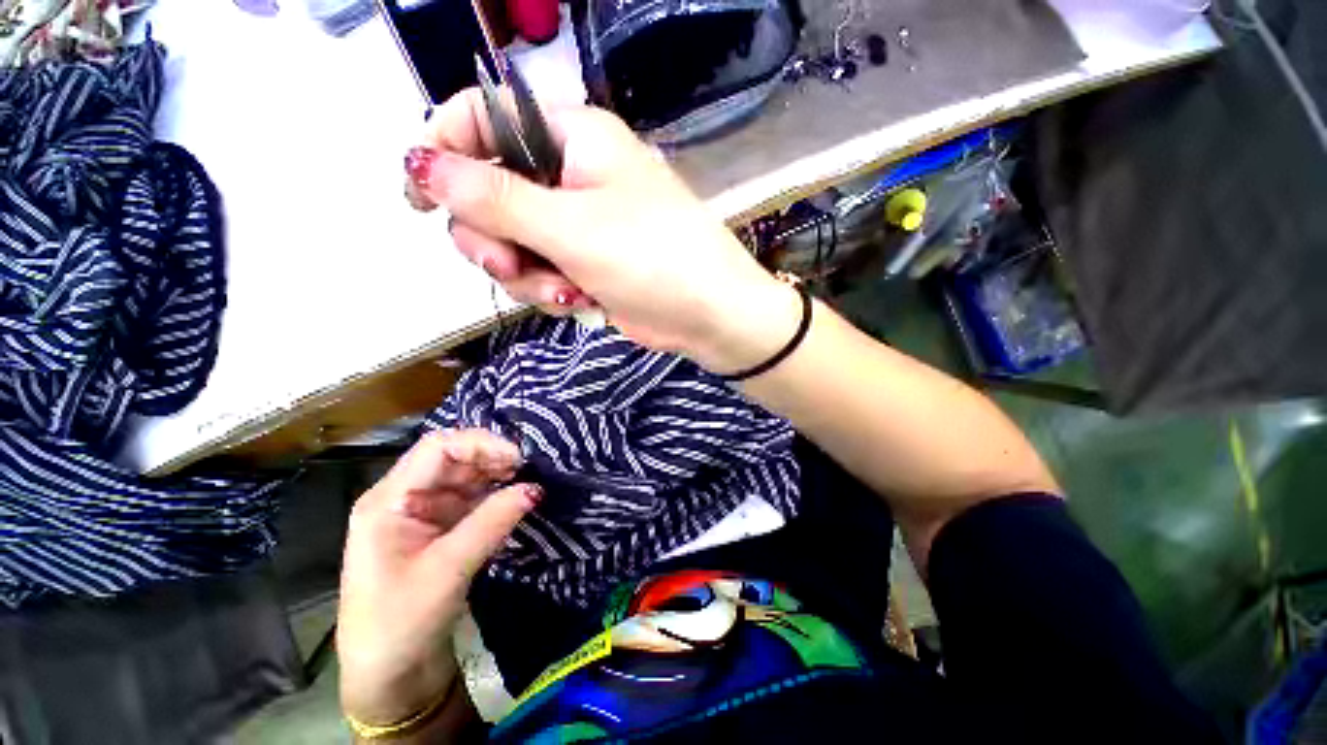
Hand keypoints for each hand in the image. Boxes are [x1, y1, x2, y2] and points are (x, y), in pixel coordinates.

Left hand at [337, 429, 539, 725]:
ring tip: (528, 481)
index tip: (518, 458)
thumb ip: (492, 522)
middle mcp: (405, 498)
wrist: (389, 677)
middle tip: (530, 469)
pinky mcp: (440, 530)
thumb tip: (535, 488)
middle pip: (453, 458)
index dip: (480, 444)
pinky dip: (496, 496)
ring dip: (497, 476)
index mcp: (389, 501)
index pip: (437, 448)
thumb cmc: (400, 623)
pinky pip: (472, 500)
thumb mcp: (447, 570)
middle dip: (492, 458)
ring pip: (466, 477)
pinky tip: (516, 499)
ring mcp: (423, 513)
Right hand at [404, 90, 801, 374]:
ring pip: (512, 243)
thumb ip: (496, 198)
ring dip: (526, 274)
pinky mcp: (584, 265)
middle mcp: (570, 176)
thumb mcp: (572, 226)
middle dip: (492, 237)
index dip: (442, 150)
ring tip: (564, 290)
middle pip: (489, 193)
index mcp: (573, 139)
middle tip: (508, 264)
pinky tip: (579, 300)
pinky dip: (550, 291)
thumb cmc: (652, 259)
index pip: (484, 119)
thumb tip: (420, 165)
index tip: (418, 196)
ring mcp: (577, 225)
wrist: (707, 315)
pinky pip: (539, 273)